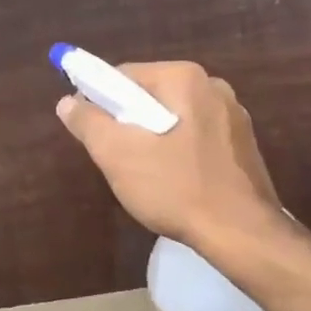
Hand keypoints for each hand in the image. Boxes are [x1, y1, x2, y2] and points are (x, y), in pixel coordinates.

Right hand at [55, 60, 284, 252]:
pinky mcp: (243, 144)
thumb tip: (67, 102)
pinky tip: (175, 183)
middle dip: (128, 123)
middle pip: (150, 96)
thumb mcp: (118, 155)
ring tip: (146, 176)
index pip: (124, 76)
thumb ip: (88, 123)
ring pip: (173, 118)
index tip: (91, 133)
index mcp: (184, 78)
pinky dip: (178, 152)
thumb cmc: (176, 187)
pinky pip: (195, 137)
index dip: (99, 101)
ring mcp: (233, 115)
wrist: (243, 235)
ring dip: (152, 140)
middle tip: (116, 158)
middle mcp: (213, 86)